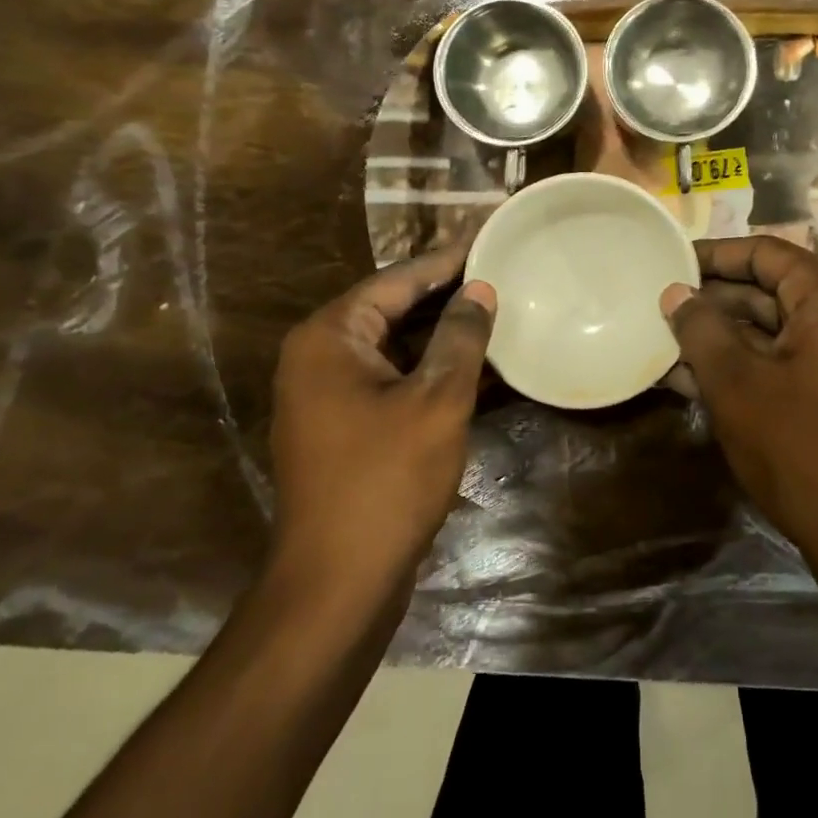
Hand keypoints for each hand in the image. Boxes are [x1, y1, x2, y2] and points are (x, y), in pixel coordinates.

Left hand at [268, 244, 494, 594]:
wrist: (339, 580)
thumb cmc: (387, 478)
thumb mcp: (436, 399)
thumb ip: (460, 336)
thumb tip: (479, 290)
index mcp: (330, 337)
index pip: (396, 281)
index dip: (445, 260)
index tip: (486, 236)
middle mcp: (319, 357)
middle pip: (392, 309)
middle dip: (446, 293)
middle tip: (497, 268)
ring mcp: (328, 395)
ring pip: (395, 347)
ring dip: (442, 333)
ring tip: (495, 308)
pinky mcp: (344, 427)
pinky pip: (393, 380)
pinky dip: (430, 369)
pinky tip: (476, 364)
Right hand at [661, 236, 817, 569]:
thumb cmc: (800, 447)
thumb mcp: (736, 382)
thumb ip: (700, 328)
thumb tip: (675, 293)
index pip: (766, 253)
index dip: (714, 255)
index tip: (670, 263)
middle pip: (770, 291)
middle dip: (712, 302)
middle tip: (658, 310)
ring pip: (773, 332)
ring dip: (721, 339)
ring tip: (663, 346)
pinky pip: (786, 363)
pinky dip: (744, 367)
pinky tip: (692, 380)